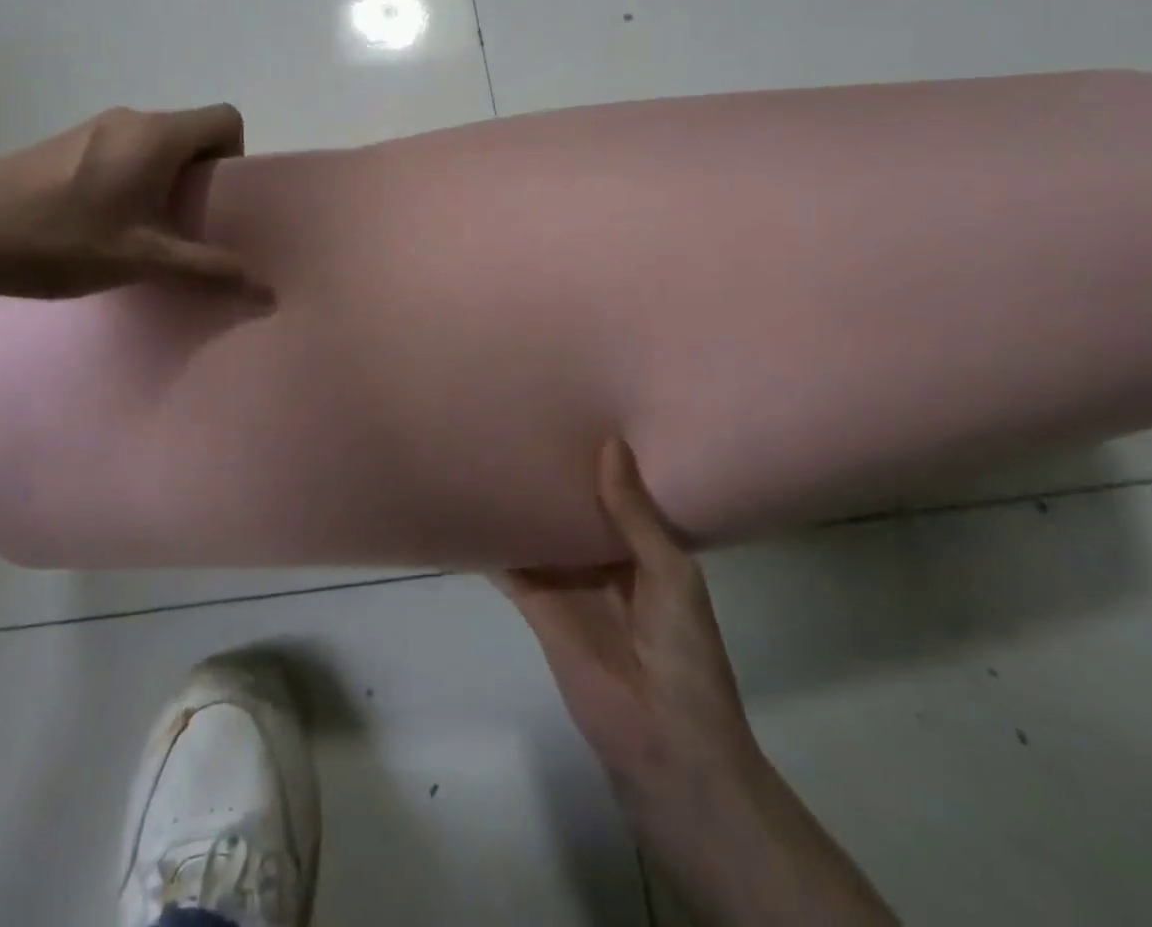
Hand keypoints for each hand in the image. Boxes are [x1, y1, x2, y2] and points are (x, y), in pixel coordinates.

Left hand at [0, 104, 265, 302]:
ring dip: (164, 181)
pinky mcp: (65, 144)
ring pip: (155, 145)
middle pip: (191, 133)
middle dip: (201, 177)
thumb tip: (267, 291)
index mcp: (158, 135)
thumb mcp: (144, 259)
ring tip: (145, 232)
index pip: (226, 119)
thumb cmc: (64, 238)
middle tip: (188, 226)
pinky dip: (132, 180)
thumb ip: (208, 270)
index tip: (218, 200)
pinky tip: (103, 225)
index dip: (236, 156)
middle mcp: (130, 120)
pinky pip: (122, 152)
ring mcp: (93, 128)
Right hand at [498, 437, 758, 804]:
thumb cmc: (683, 652)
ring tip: (489, 448)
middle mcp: (601, 557)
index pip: (615, 490)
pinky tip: (468, 506)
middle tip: (520, 418)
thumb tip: (611, 442)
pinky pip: (511, 566)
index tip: (572, 409)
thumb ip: (635, 513)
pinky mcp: (538, 605)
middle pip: (570, 507)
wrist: (664, 743)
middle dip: (552, 473)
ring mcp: (567, 581)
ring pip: (538, 531)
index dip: (596, 457)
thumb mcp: (670, 573)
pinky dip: (491, 543)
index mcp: (642, 546)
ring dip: (519, 502)